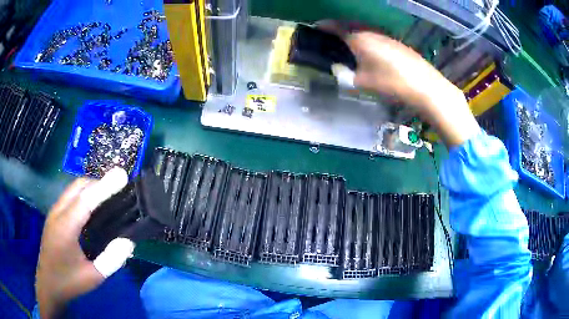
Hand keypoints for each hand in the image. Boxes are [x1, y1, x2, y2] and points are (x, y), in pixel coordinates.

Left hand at [36, 168, 127, 317]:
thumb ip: (111, 260)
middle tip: (118, 190)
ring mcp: (54, 212)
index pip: (86, 199)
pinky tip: (92, 208)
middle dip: (99, 183)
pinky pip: (70, 196)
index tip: (122, 175)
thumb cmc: (69, 282)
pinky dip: (83, 194)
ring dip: (91, 187)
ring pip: (73, 189)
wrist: (48, 284)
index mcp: (66, 227)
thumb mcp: (93, 277)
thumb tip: (128, 241)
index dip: (105, 186)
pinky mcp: (54, 216)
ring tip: (108, 197)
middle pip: (78, 186)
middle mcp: (58, 213)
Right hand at [323, 22, 479, 146]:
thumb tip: (337, 70)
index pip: (336, 26)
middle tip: (330, 35)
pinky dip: (365, 37)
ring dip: (352, 31)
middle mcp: (371, 32)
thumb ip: (346, 75)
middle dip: (337, 27)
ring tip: (347, 42)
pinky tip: (368, 49)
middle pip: (350, 24)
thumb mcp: (363, 82)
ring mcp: (386, 36)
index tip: (315, 28)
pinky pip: (375, 34)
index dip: (324, 26)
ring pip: (363, 28)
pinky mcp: (396, 42)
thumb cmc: (391, 83)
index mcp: (359, 38)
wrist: (425, 86)